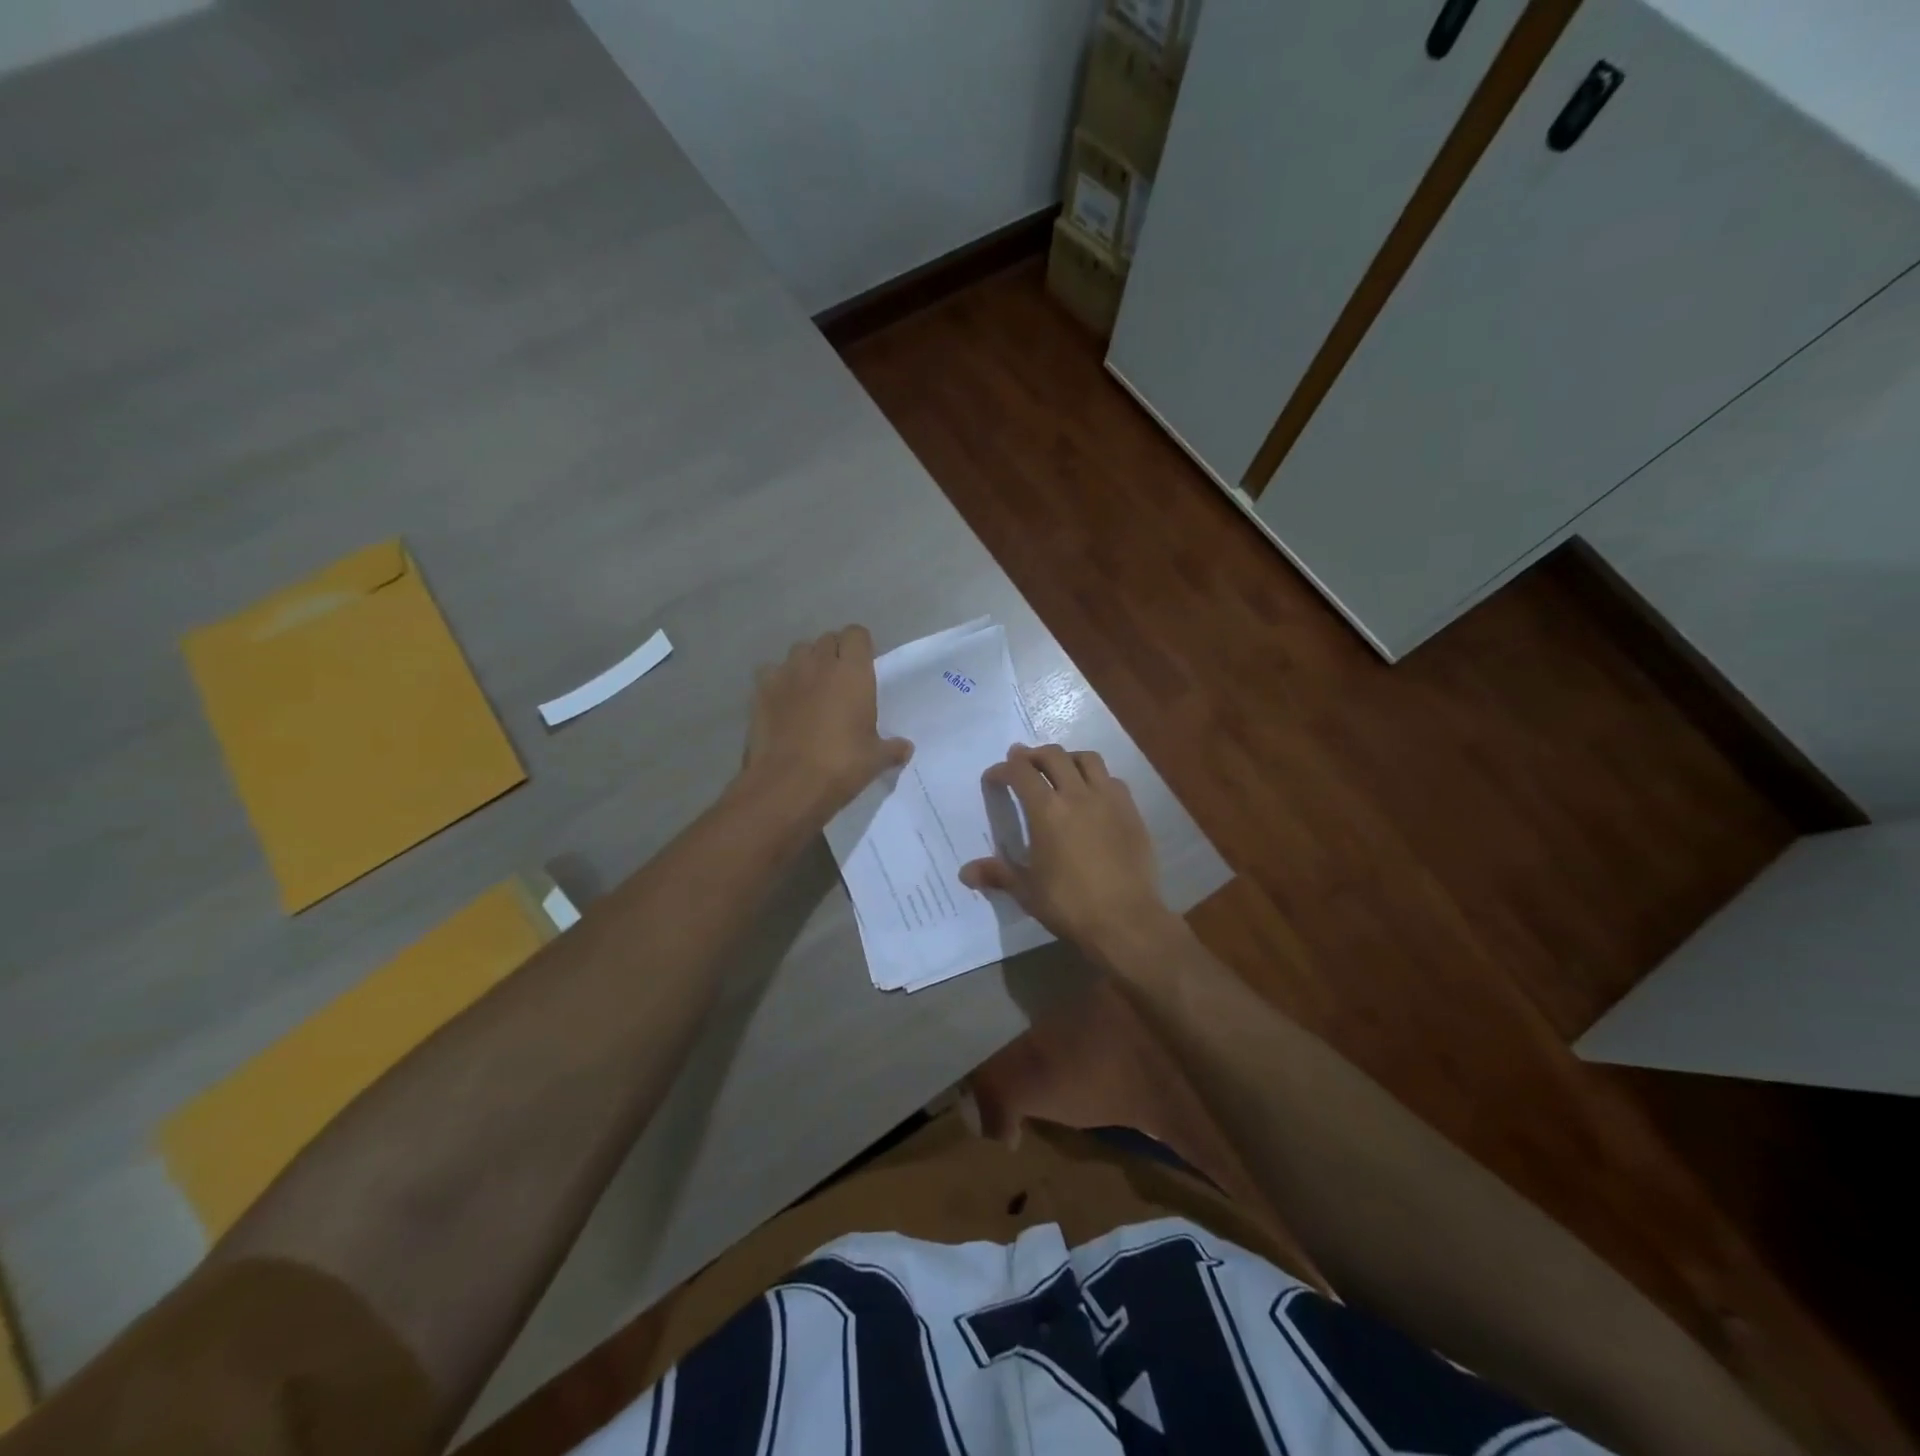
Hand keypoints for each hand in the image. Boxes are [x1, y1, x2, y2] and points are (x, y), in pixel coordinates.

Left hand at [742, 626, 912, 827]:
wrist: (788, 784)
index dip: (861, 646)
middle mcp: (819, 664)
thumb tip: (905, 748)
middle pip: (827, 640)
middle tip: (840, 680)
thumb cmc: (841, 766)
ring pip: (798, 652)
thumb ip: (892, 748)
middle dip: (835, 653)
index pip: (857, 634)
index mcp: (852, 673)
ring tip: (811, 687)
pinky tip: (783, 701)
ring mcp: (786, 674)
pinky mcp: (761, 690)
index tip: (864, 666)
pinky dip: (779, 680)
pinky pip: (771, 672)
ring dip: (807, 663)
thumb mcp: (875, 759)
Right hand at [959, 744, 1177, 968]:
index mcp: (1047, 811)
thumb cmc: (1070, 905)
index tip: (994, 778)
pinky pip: (1112, 779)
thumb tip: (965, 873)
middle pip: (1053, 756)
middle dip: (1033, 755)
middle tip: (1022, 763)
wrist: (1127, 920)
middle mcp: (1077, 795)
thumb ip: (998, 874)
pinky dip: (1096, 778)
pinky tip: (1092, 794)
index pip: (1020, 772)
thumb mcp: (1027, 891)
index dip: (1003, 769)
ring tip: (1059, 770)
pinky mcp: (1131, 811)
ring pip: (1087, 759)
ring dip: (1067, 758)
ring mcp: (1109, 800)